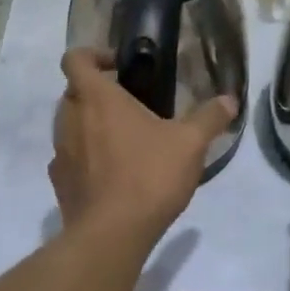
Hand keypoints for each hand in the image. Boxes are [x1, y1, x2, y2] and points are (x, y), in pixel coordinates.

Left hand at [50, 49, 237, 241]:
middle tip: (132, 106)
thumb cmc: (149, 175)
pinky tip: (113, 174)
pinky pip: (70, 158)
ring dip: (91, 126)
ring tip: (126, 142)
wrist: (112, 235)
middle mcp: (70, 119)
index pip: (75, 59)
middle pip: (74, 92)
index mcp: (97, 99)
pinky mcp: (60, 183)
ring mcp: (60, 153)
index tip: (120, 67)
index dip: (93, 55)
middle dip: (98, 93)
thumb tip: (230, 100)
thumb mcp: (191, 143)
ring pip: (70, 125)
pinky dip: (86, 158)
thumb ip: (210, 118)